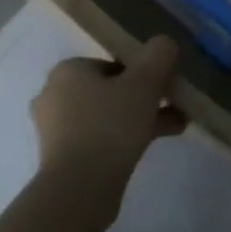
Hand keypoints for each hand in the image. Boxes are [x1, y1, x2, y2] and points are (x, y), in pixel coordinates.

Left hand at [30, 37, 186, 188]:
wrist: (80, 188)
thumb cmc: (110, 125)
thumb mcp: (144, 83)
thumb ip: (158, 56)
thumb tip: (165, 43)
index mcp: (67, 71)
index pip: (112, 63)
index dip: (143, 72)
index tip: (165, 86)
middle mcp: (55, 95)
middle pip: (111, 90)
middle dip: (146, 97)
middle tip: (173, 106)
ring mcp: (56, 129)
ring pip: (108, 115)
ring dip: (141, 118)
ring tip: (175, 126)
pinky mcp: (63, 157)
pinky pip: (101, 138)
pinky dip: (125, 138)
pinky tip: (154, 144)